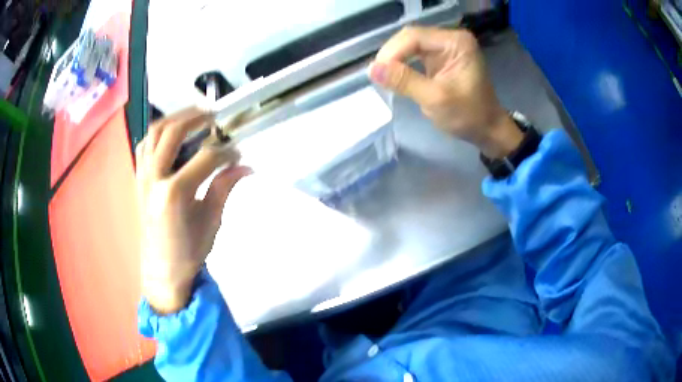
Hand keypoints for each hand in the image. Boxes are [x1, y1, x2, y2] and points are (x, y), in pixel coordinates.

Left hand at [136, 107, 249, 313]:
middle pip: (173, 133)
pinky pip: (145, 145)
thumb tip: (246, 166)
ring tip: (193, 116)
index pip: (206, 158)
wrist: (161, 270)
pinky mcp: (139, 178)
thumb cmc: (188, 252)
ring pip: (155, 133)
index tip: (238, 154)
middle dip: (196, 119)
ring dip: (175, 118)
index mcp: (175, 193)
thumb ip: (225, 187)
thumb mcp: (212, 221)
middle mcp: (154, 178)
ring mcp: (143, 176)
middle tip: (214, 116)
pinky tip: (171, 134)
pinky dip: (158, 133)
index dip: (226, 152)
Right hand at [370, 27, 522, 157]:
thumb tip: (372, 69)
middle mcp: (451, 38)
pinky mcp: (440, 57)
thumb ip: (405, 81)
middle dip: (392, 55)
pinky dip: (402, 64)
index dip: (392, 52)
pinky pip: (414, 54)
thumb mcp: (436, 99)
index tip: (377, 74)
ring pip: (409, 45)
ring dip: (395, 60)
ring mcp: (446, 46)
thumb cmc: (468, 116)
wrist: (488, 129)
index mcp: (456, 42)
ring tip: (385, 78)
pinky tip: (396, 76)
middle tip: (379, 77)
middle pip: (410, 37)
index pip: (414, 36)